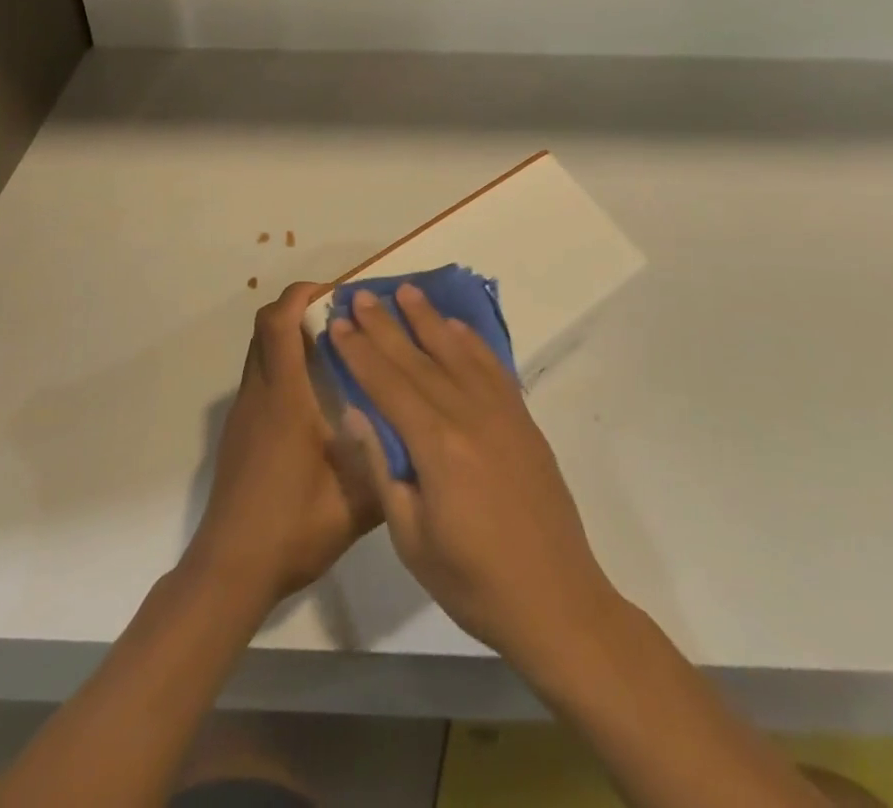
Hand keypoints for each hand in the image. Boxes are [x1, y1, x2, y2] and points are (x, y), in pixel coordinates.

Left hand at [186, 283, 381, 610]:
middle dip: (298, 308)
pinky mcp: (240, 433)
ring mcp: (244, 414)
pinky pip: (260, 378)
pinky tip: (316, 397)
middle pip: (265, 327)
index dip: (302, 295)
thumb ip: (385, 464)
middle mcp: (259, 396)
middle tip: (342, 317)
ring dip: (290, 337)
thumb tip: (415, 433)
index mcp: (284, 399)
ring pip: (261, 352)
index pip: (279, 324)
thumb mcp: (354, 504)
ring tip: (336, 351)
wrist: (229, 571)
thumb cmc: (291, 529)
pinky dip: (283, 366)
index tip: (337, 292)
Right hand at [328, 284, 621, 670]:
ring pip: (456, 352)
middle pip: (417, 359)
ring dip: (428, 320)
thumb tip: (356, 413)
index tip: (337, 323)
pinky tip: (456, 327)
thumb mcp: (411, 538)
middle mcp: (469, 415)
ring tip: (406, 291)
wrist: (556, 601)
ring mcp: (502, 413)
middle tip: (360, 295)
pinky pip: (493, 367)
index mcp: (437, 445)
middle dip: (384, 325)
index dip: (359, 351)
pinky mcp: (523, 421)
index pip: (387, 384)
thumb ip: (383, 468)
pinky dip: (471, 342)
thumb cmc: (473, 582)